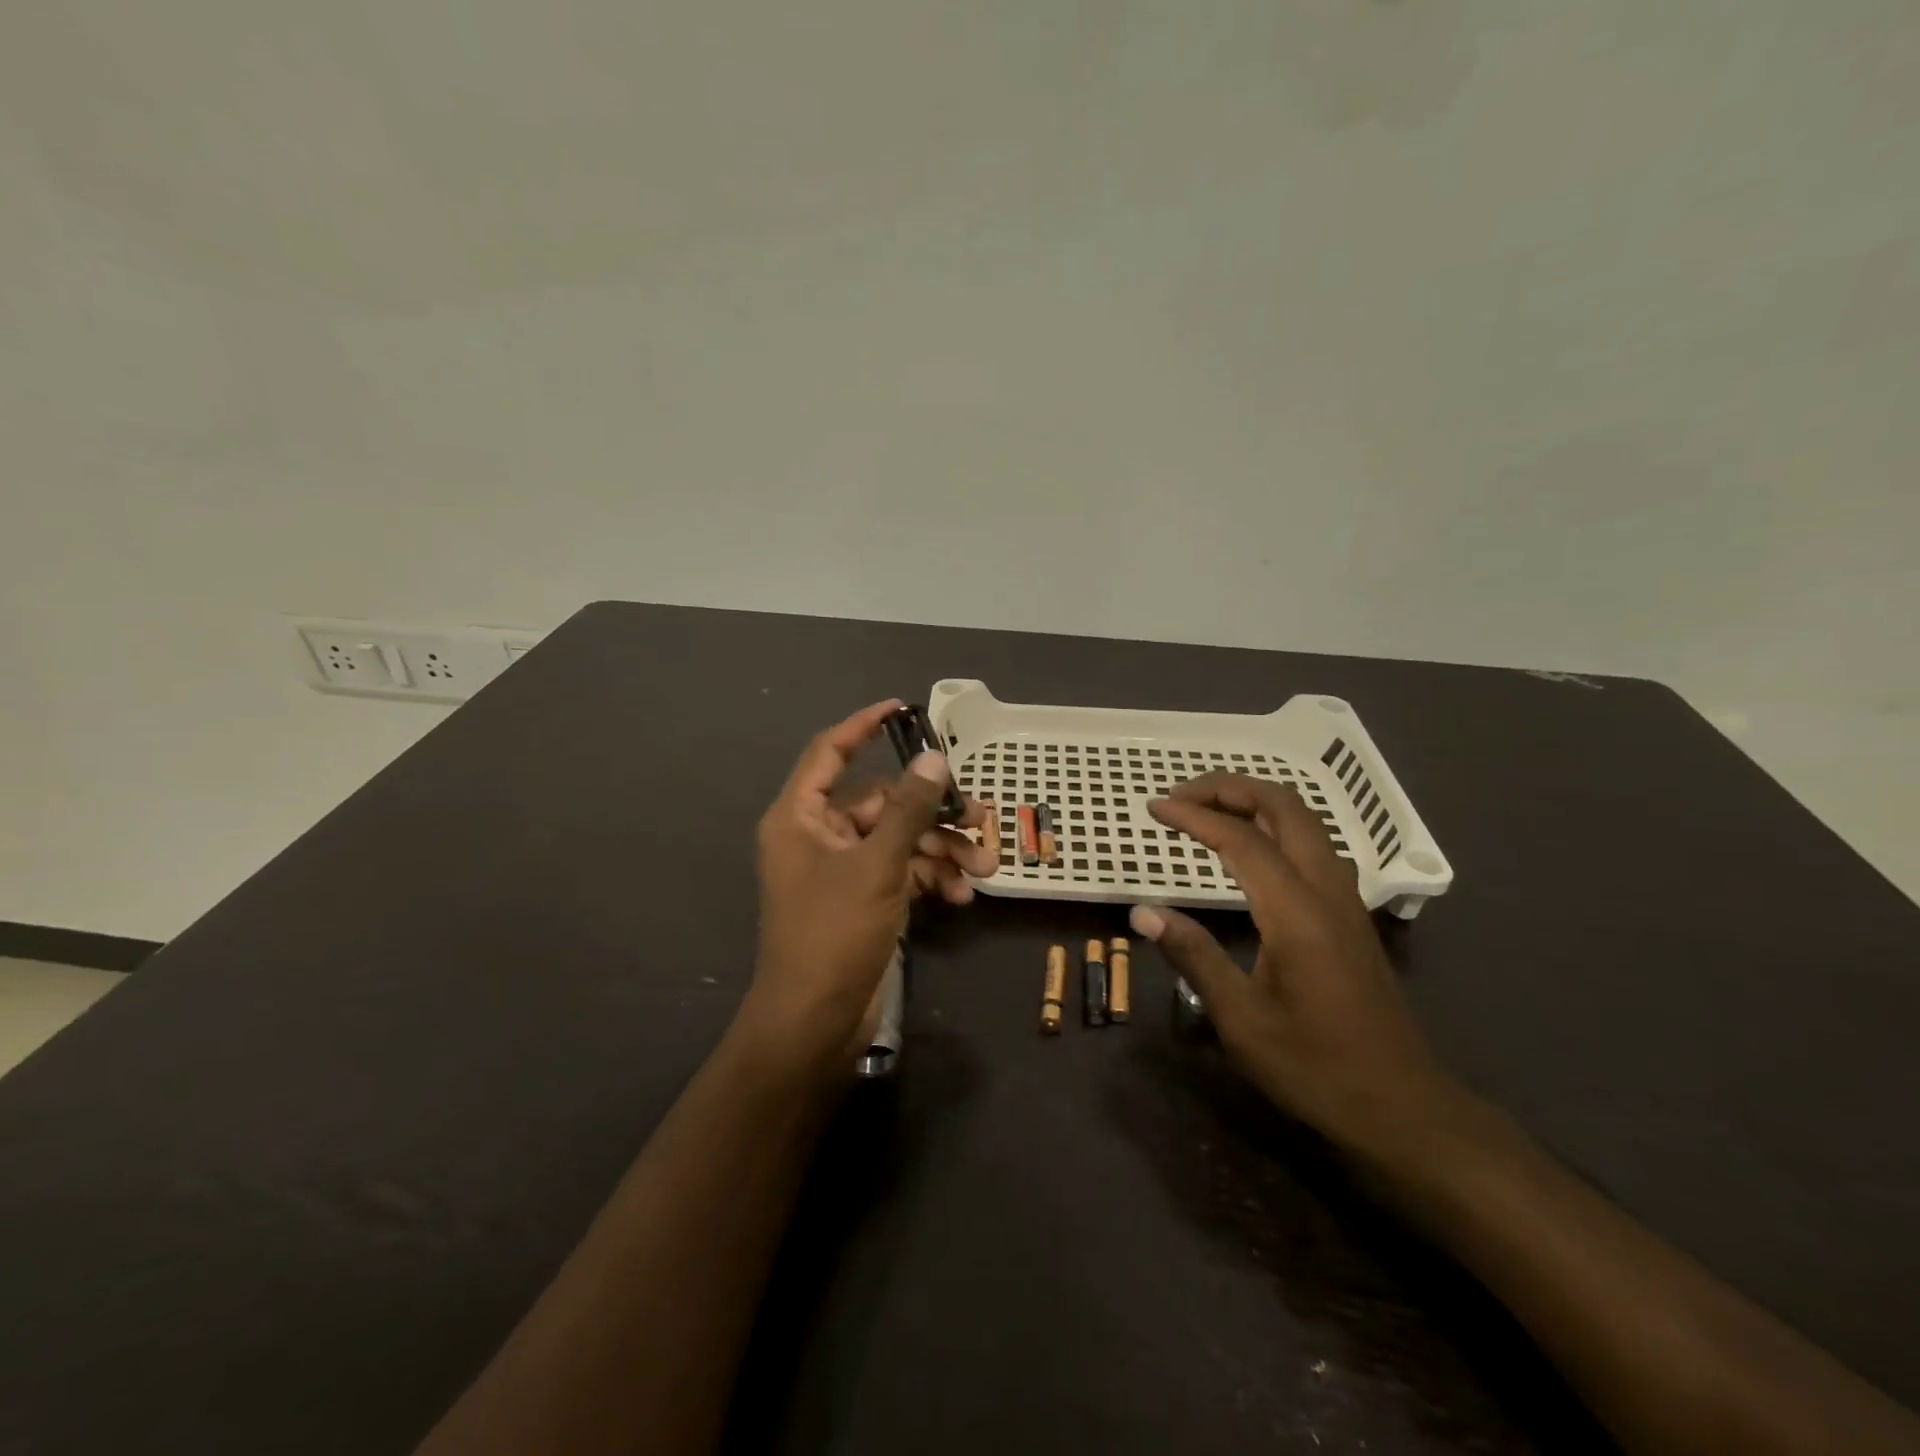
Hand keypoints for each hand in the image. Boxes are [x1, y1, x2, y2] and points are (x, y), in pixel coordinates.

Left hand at [743, 700, 995, 1069]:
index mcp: (801, 817)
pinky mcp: (863, 899)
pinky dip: (931, 879)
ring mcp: (842, 870)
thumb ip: (908, 810)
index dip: (863, 726)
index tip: (902, 708)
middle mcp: (818, 836)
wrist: (816, 1022)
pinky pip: (901, 873)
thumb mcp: (877, 865)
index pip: (830, 752)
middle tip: (980, 817)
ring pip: (899, 841)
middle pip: (881, 803)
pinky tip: (961, 897)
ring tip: (985, 868)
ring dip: (942, 851)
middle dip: (932, 813)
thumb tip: (933, 760)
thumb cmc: (834, 933)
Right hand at [1130, 772, 1462, 1158]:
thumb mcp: (1241, 1019)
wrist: (1403, 1107)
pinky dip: (1276, 826)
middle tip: (1183, 795)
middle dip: (1231, 788)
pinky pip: (1314, 846)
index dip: (1193, 816)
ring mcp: (1346, 900)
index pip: (1239, 839)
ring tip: (1210, 811)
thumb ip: (1192, 955)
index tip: (1154, 808)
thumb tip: (1141, 913)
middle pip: (1285, 807)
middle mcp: (1326, 891)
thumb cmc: (1316, 1067)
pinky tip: (1252, 850)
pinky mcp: (1352, 916)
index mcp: (1296, 911)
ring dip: (1257, 802)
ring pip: (1306, 822)